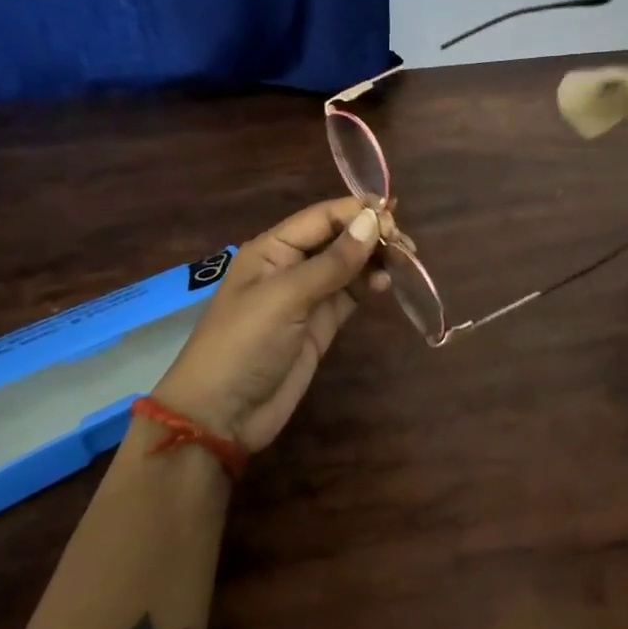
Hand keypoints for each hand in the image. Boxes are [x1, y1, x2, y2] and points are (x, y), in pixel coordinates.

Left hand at [149, 197, 383, 453]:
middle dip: (372, 234)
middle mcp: (292, 265)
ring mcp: (308, 296)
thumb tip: (374, 221)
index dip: (358, 212)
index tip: (394, 218)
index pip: (323, 216)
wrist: (221, 417)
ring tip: (404, 262)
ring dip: (376, 258)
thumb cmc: (243, 345)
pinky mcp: (322, 323)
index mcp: (273, 249)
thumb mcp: (285, 298)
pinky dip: (370, 284)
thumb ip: (332, 262)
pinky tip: (386, 283)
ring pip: (349, 264)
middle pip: (339, 236)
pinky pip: (351, 293)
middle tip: (406, 246)